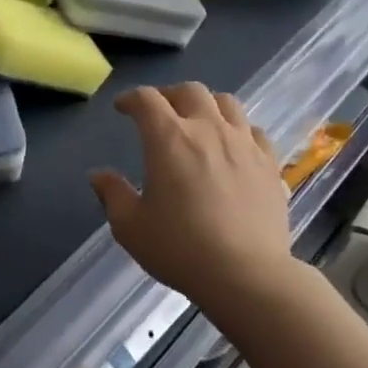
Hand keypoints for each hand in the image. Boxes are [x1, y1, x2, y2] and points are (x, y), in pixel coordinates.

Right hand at [90, 84, 292, 321]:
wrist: (247, 275)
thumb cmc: (180, 248)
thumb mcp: (131, 226)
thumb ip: (112, 194)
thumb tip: (98, 175)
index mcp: (169, 138)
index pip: (146, 99)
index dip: (131, 98)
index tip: (123, 108)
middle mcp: (208, 128)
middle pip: (189, 91)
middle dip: (169, 95)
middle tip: (160, 113)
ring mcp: (244, 143)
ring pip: (226, 103)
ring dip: (207, 105)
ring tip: (199, 122)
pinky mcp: (269, 163)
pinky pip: (254, 131)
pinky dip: (239, 130)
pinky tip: (234, 147)